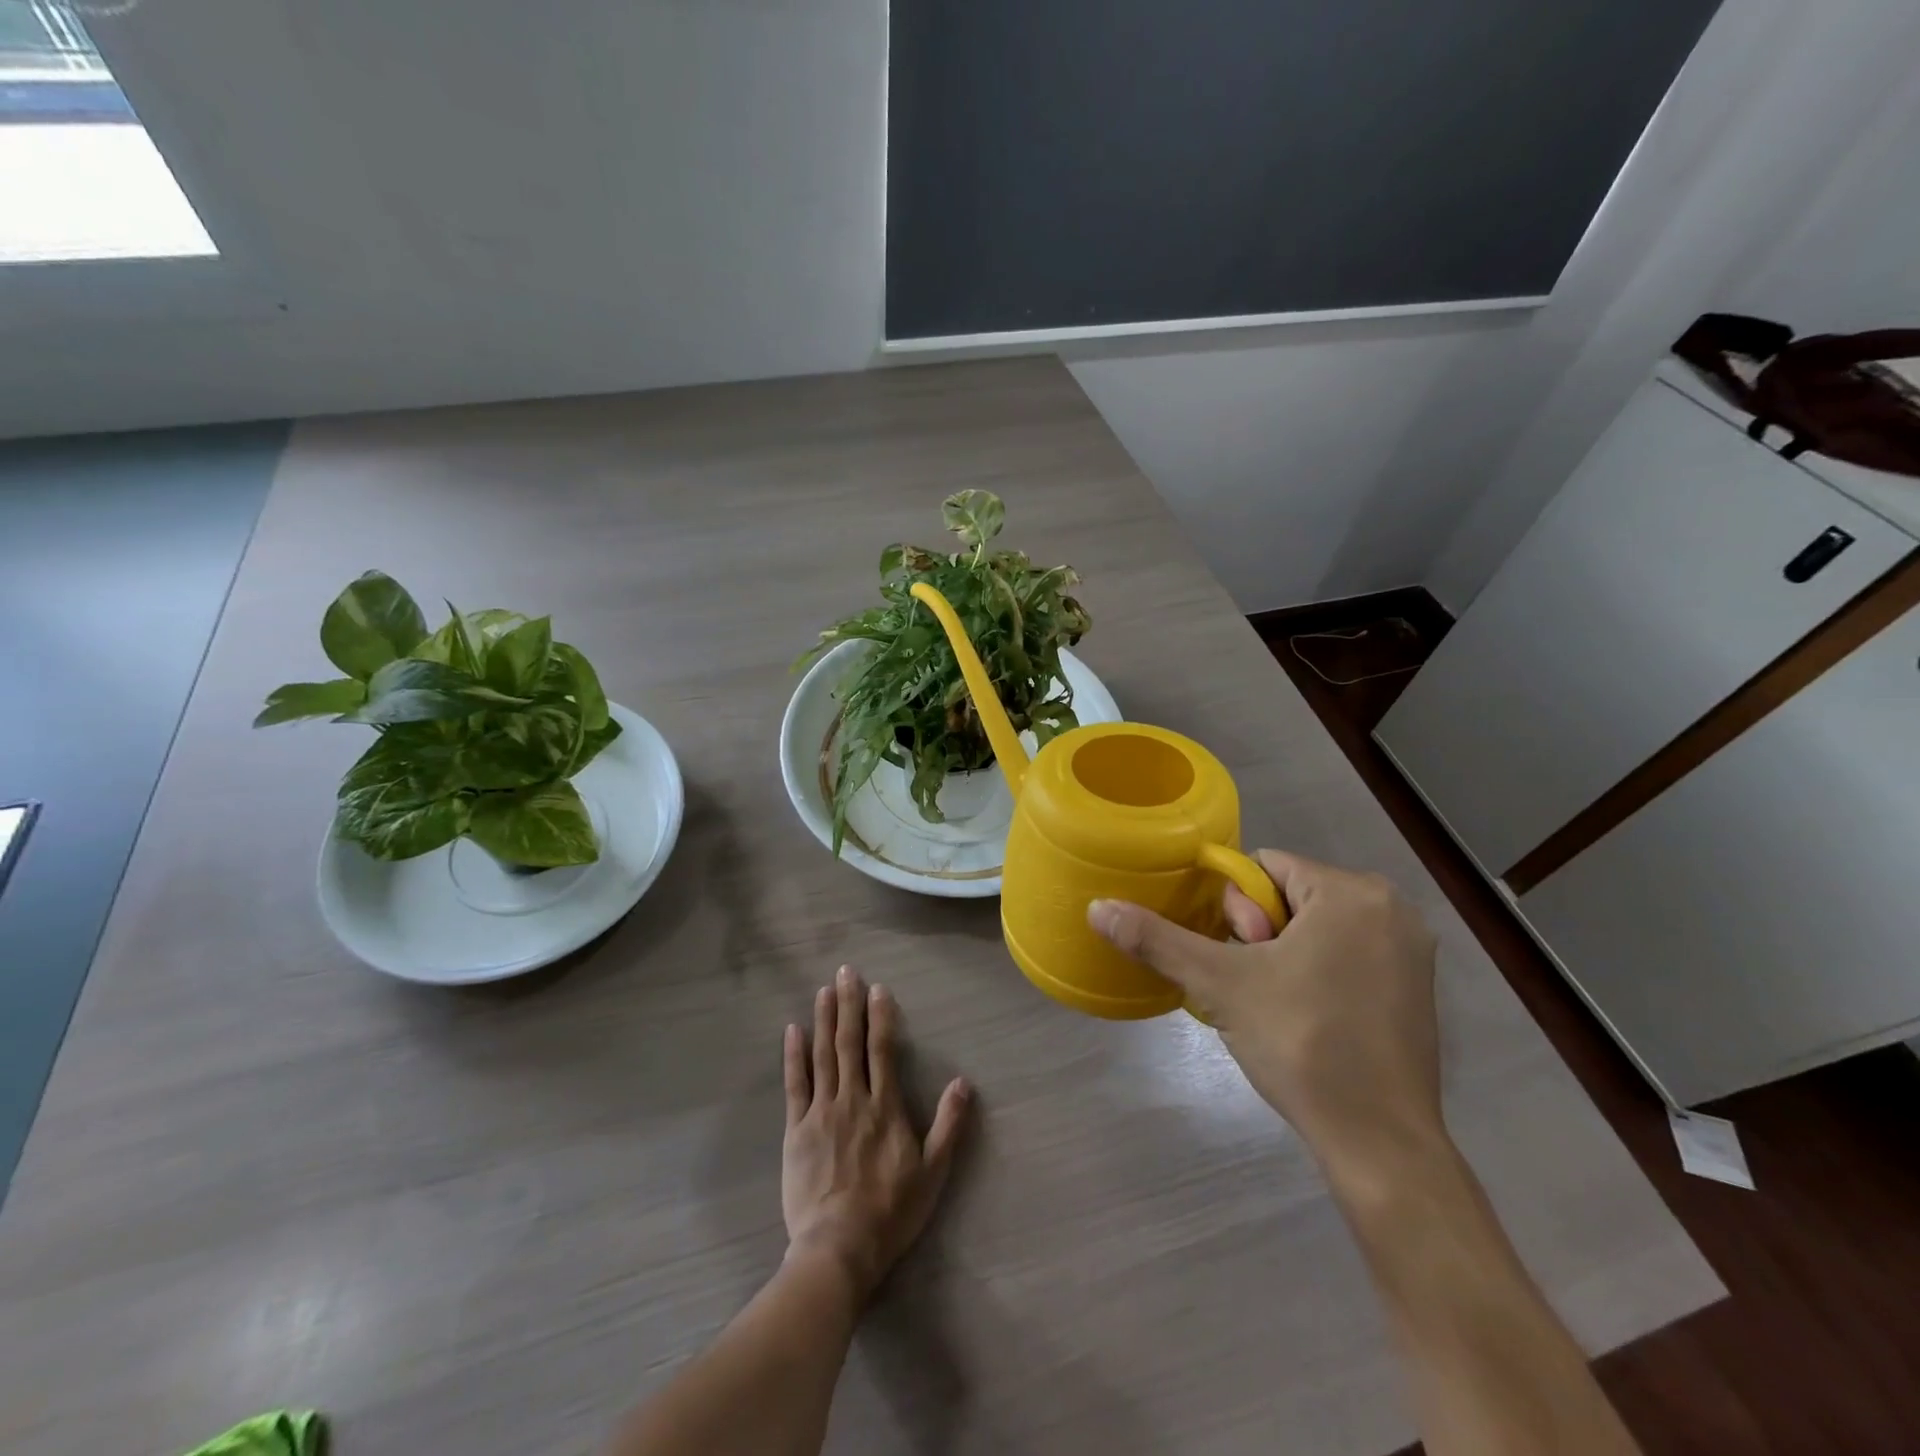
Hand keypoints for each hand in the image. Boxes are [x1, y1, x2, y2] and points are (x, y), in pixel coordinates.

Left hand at [781, 966, 970, 1300]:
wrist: (839, 1249)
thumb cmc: (890, 1212)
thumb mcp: (933, 1172)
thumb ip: (948, 1124)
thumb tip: (964, 1082)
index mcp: (885, 1107)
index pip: (882, 1049)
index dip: (880, 1016)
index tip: (878, 988)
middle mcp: (852, 1099)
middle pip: (849, 1042)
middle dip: (848, 1004)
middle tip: (846, 972)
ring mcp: (821, 1112)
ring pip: (822, 1055)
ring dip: (823, 1020)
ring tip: (823, 990)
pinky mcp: (796, 1130)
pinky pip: (795, 1084)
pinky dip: (794, 1055)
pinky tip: (792, 1031)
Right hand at [1089, 851, 1443, 1186]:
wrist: (1379, 1142)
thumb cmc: (1302, 1044)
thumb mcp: (1219, 984)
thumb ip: (1157, 939)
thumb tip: (1096, 908)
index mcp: (1352, 892)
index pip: (1263, 867)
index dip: (1235, 909)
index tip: (1240, 958)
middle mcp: (1391, 908)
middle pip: (1290, 895)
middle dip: (1260, 934)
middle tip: (1258, 987)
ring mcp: (1410, 949)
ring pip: (1315, 926)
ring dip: (1283, 955)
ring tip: (1277, 1006)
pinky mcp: (1416, 987)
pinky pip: (1345, 954)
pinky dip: (1316, 973)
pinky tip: (1306, 1018)